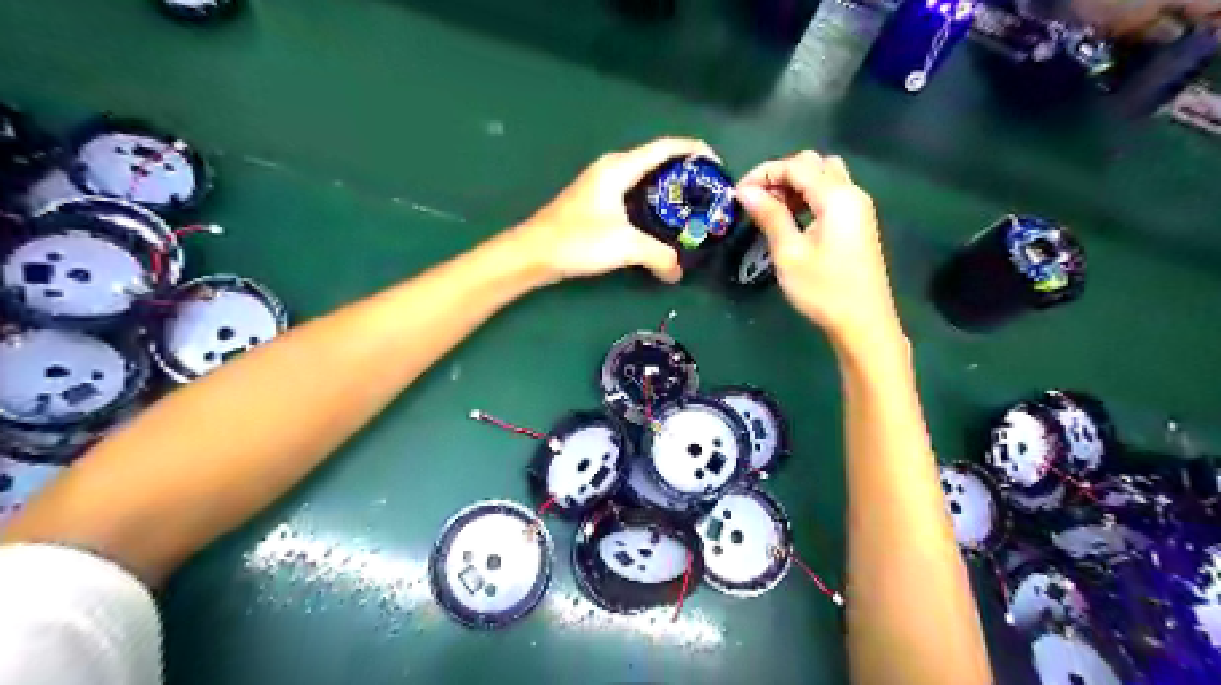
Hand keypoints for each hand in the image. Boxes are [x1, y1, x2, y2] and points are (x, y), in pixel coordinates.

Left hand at [511, 136, 716, 279]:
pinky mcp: (595, 202)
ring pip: (643, 179)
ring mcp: (601, 185)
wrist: (534, 253)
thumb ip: (657, 256)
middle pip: (657, 161)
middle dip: (685, 173)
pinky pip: (633, 194)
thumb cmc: (578, 240)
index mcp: (620, 168)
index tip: (718, 164)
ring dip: (667, 189)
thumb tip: (677, 273)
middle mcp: (612, 169)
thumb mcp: (624, 246)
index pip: (665, 148)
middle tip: (708, 194)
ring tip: (690, 208)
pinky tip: (659, 222)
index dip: (694, 151)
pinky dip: (651, 202)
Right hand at [735, 149, 903, 352]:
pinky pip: (831, 195)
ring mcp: (858, 208)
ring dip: (795, 185)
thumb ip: (769, 216)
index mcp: (836, 197)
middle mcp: (852, 193)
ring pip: (825, 177)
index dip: (764, 173)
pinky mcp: (858, 223)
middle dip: (781, 175)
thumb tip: (745, 191)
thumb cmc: (823, 290)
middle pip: (814, 164)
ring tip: (772, 211)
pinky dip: (809, 197)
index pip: (797, 165)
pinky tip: (793, 220)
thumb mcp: (789, 253)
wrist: (863, 323)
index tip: (738, 194)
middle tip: (757, 201)